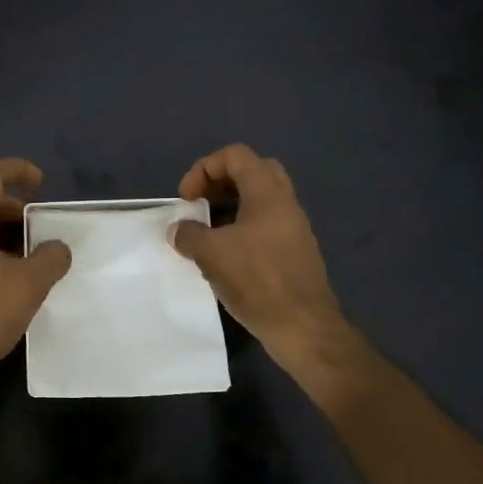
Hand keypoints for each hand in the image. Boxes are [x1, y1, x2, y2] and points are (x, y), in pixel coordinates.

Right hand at [170, 144, 343, 366]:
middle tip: (200, 205)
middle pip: (252, 171)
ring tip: (207, 232)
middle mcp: (285, 202)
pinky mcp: (295, 251)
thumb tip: (179, 229)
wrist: (303, 327)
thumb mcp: (211, 254)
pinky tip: (226, 255)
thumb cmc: (257, 280)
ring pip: (260, 199)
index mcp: (267, 193)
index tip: (187, 199)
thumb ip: (188, 234)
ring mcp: (294, 227)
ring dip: (230, 206)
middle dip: (220, 182)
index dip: (204, 168)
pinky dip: (243, 227)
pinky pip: (266, 224)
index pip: (235, 155)